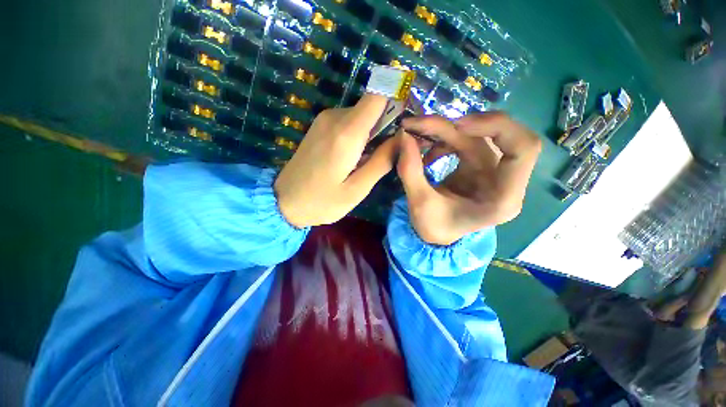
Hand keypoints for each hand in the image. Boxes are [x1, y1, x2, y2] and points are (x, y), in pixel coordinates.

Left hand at [274, 94, 397, 227]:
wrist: (284, 201)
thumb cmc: (322, 201)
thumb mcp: (357, 189)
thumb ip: (382, 161)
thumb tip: (402, 138)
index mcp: (346, 133)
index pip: (379, 94)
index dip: (398, 97)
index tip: (409, 118)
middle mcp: (335, 117)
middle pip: (373, 106)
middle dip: (388, 124)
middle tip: (392, 152)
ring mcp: (325, 120)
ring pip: (362, 116)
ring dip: (374, 133)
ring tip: (371, 161)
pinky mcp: (321, 127)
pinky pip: (349, 122)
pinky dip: (360, 135)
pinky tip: (356, 158)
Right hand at [397, 112, 541, 244]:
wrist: (436, 235)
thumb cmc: (434, 228)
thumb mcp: (418, 204)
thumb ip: (410, 170)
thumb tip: (404, 135)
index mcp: (503, 198)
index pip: (524, 149)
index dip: (497, 127)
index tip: (457, 125)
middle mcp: (504, 180)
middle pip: (494, 136)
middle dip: (454, 126)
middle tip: (419, 124)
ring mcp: (491, 171)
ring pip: (475, 136)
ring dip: (443, 131)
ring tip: (415, 135)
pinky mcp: (477, 166)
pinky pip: (464, 141)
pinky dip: (442, 140)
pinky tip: (426, 153)